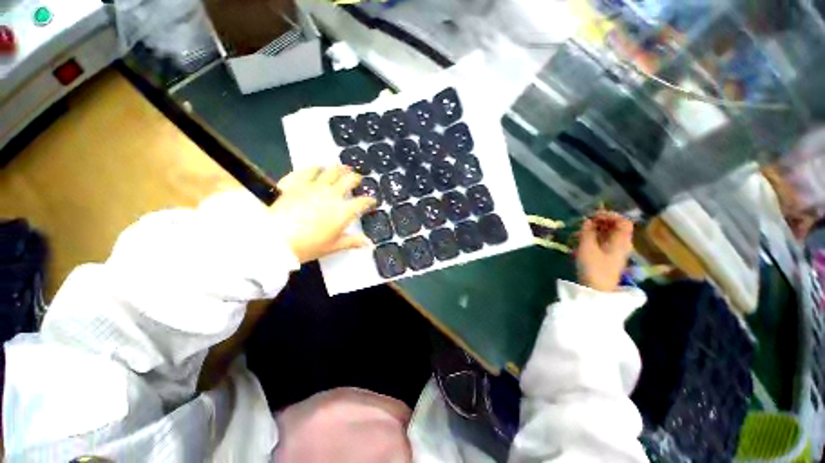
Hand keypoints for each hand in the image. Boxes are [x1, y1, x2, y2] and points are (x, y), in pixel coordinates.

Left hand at [271, 166, 376, 262]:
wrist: (273, 239)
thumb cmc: (307, 246)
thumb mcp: (332, 247)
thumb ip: (352, 242)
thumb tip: (370, 244)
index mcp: (343, 211)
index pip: (362, 202)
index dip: (369, 200)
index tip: (372, 201)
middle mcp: (332, 195)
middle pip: (349, 180)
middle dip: (356, 179)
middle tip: (358, 179)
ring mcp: (313, 186)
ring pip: (331, 171)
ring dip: (340, 169)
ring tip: (343, 168)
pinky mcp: (295, 182)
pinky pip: (308, 170)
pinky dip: (315, 168)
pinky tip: (318, 167)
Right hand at [576, 211, 633, 292]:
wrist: (596, 291)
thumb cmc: (593, 268)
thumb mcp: (587, 248)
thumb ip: (587, 232)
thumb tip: (587, 220)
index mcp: (621, 241)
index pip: (623, 221)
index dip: (610, 215)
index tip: (593, 215)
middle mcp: (622, 245)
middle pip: (616, 227)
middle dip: (601, 222)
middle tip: (585, 222)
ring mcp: (615, 252)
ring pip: (609, 235)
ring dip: (596, 230)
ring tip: (580, 231)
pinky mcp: (608, 258)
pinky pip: (604, 242)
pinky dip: (594, 238)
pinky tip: (582, 240)